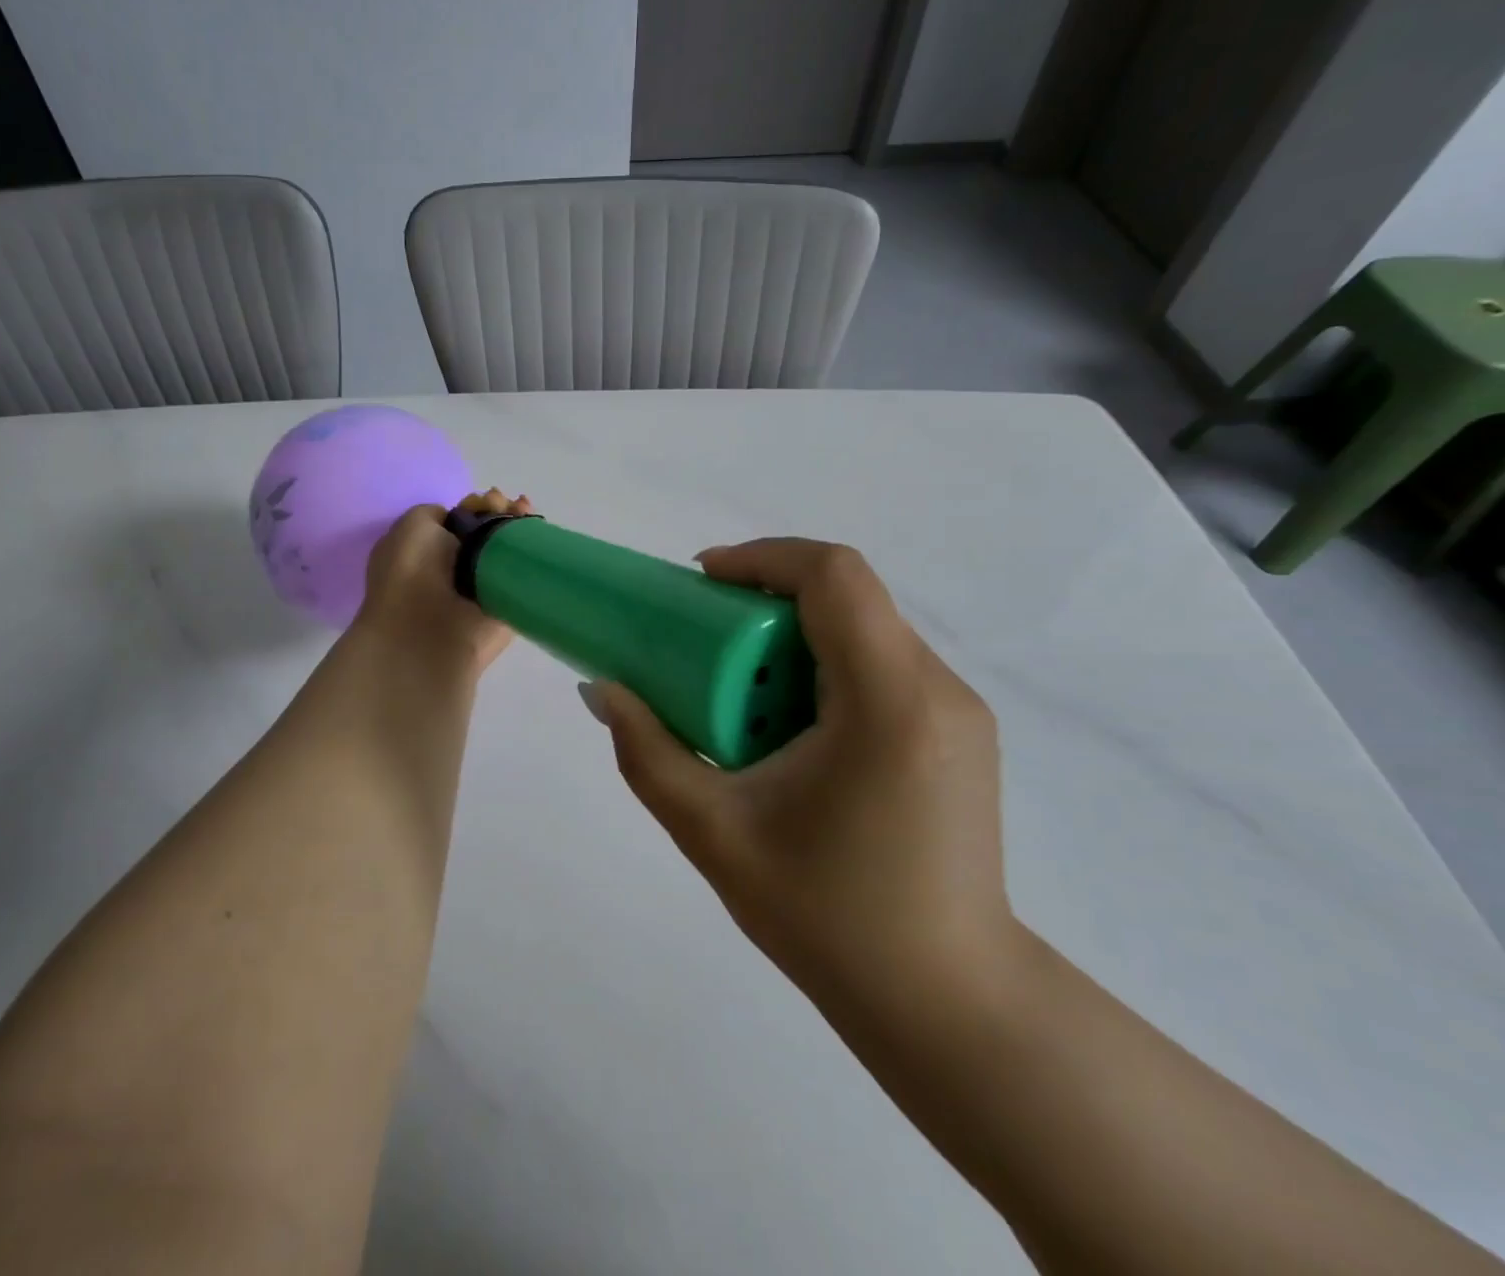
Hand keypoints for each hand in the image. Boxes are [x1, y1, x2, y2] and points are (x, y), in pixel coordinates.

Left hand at [353, 491, 533, 674]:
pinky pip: (524, 574)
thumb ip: (436, 514)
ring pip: (508, 549)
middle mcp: (455, 568)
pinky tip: (535, 529)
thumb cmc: (412, 571)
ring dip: (518, 525)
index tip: (487, 498)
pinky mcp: (507, 606)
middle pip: (488, 531)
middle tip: (507, 503)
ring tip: (523, 511)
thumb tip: (463, 520)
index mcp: (426, 550)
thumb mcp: (413, 524)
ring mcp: (483, 587)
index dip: (476, 505)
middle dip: (500, 510)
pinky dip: (533, 552)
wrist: (429, 627)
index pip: (460, 521)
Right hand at [587, 538, 1013, 1010]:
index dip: (761, 558)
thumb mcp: (714, 834)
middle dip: (766, 600)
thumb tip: (603, 690)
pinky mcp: (960, 734)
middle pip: (847, 597)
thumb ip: (647, 753)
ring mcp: (959, 710)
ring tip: (742, 693)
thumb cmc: (829, 919)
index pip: (833, 576)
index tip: (701, 584)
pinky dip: (826, 669)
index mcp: (888, 701)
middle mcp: (937, 688)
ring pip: (865, 629)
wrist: (949, 1005)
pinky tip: (790, 729)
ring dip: (794, 637)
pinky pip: (884, 666)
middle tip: (705, 641)